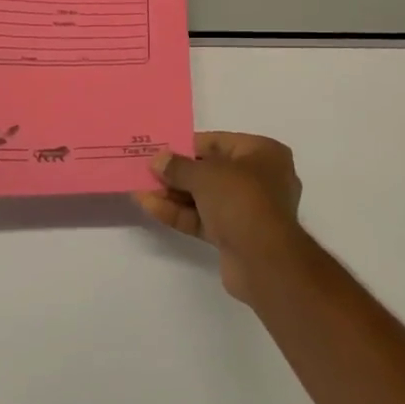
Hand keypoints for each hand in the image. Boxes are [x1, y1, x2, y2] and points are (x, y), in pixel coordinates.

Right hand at [133, 132, 305, 302]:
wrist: (264, 260)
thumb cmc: (241, 200)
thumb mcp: (206, 175)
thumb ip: (179, 166)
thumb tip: (158, 160)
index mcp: (264, 154)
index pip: (220, 143)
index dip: (188, 145)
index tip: (161, 149)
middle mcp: (261, 178)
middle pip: (211, 171)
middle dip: (178, 173)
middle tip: (147, 170)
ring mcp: (248, 209)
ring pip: (206, 197)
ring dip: (174, 193)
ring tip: (140, 188)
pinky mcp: (235, 235)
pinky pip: (204, 218)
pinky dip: (179, 213)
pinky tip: (150, 206)